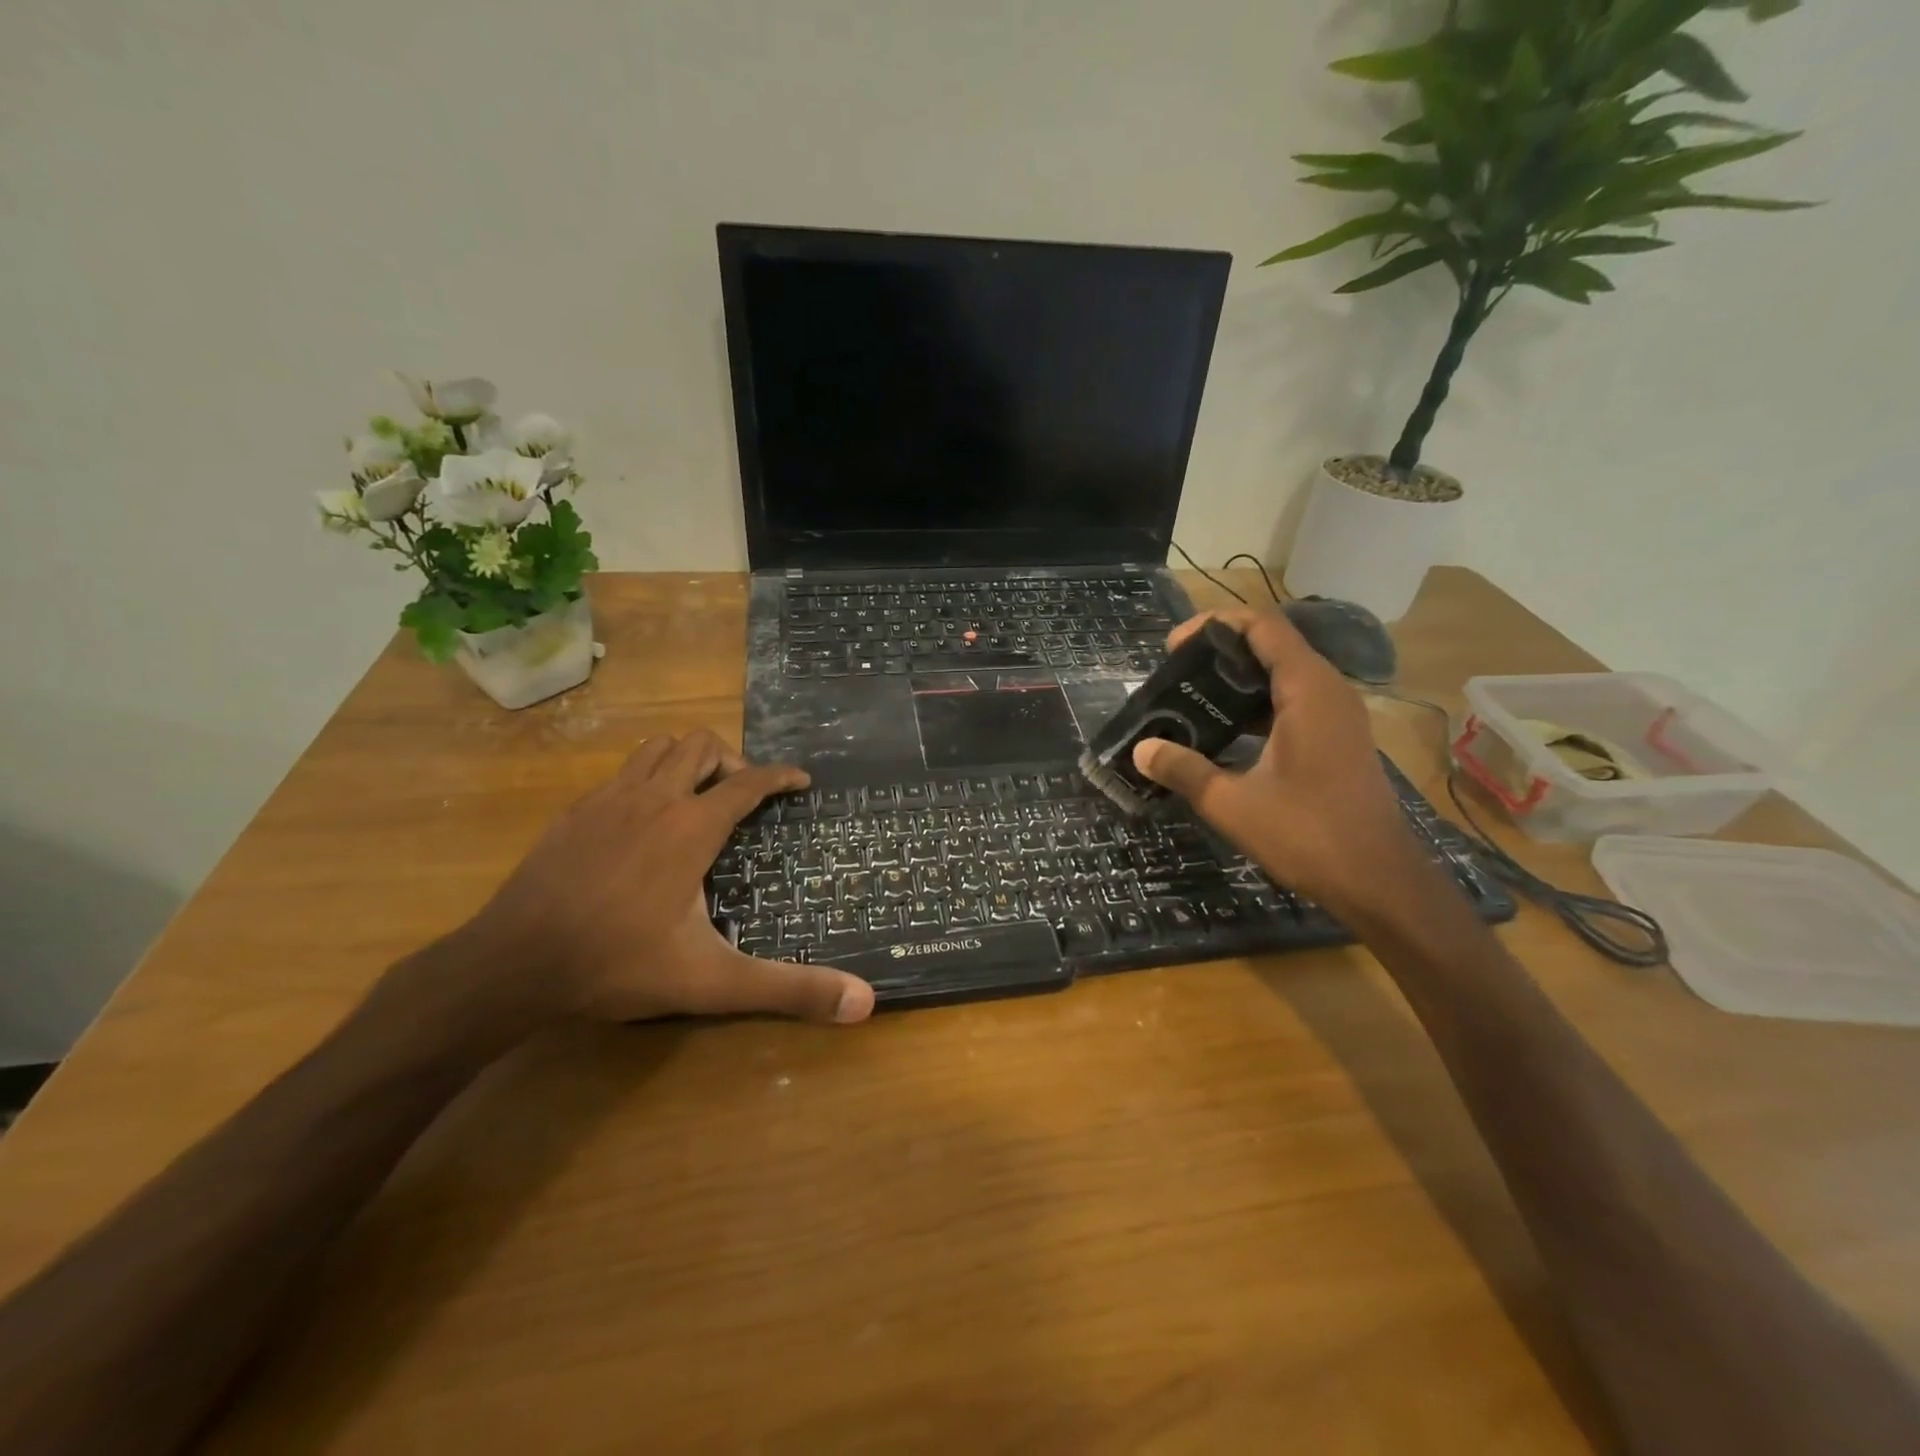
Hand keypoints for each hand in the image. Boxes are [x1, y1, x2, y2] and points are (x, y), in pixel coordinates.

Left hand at [471, 730, 873, 1024]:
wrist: (511, 965)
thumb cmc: (618, 965)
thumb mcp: (712, 981)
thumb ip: (789, 990)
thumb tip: (865, 1003)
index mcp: (691, 828)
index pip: (749, 783)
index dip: (782, 776)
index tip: (801, 781)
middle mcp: (654, 799)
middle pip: (701, 746)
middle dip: (733, 762)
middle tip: (745, 799)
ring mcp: (608, 800)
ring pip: (658, 748)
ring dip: (687, 760)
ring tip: (699, 797)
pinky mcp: (574, 812)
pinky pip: (622, 772)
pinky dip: (647, 778)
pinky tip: (643, 820)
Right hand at [1130, 606, 1424, 914]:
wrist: (1378, 881)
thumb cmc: (1307, 835)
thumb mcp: (1231, 803)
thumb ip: (1183, 770)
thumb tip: (1142, 750)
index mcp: (1308, 690)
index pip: (1262, 626)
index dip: (1213, 625)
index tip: (1172, 647)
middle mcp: (1328, 691)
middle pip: (1272, 644)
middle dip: (1219, 651)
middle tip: (1174, 675)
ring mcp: (1338, 715)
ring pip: (1283, 674)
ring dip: (1238, 680)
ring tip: (1191, 699)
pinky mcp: (1338, 738)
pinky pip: (1293, 701)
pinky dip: (1256, 704)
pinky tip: (1224, 732)